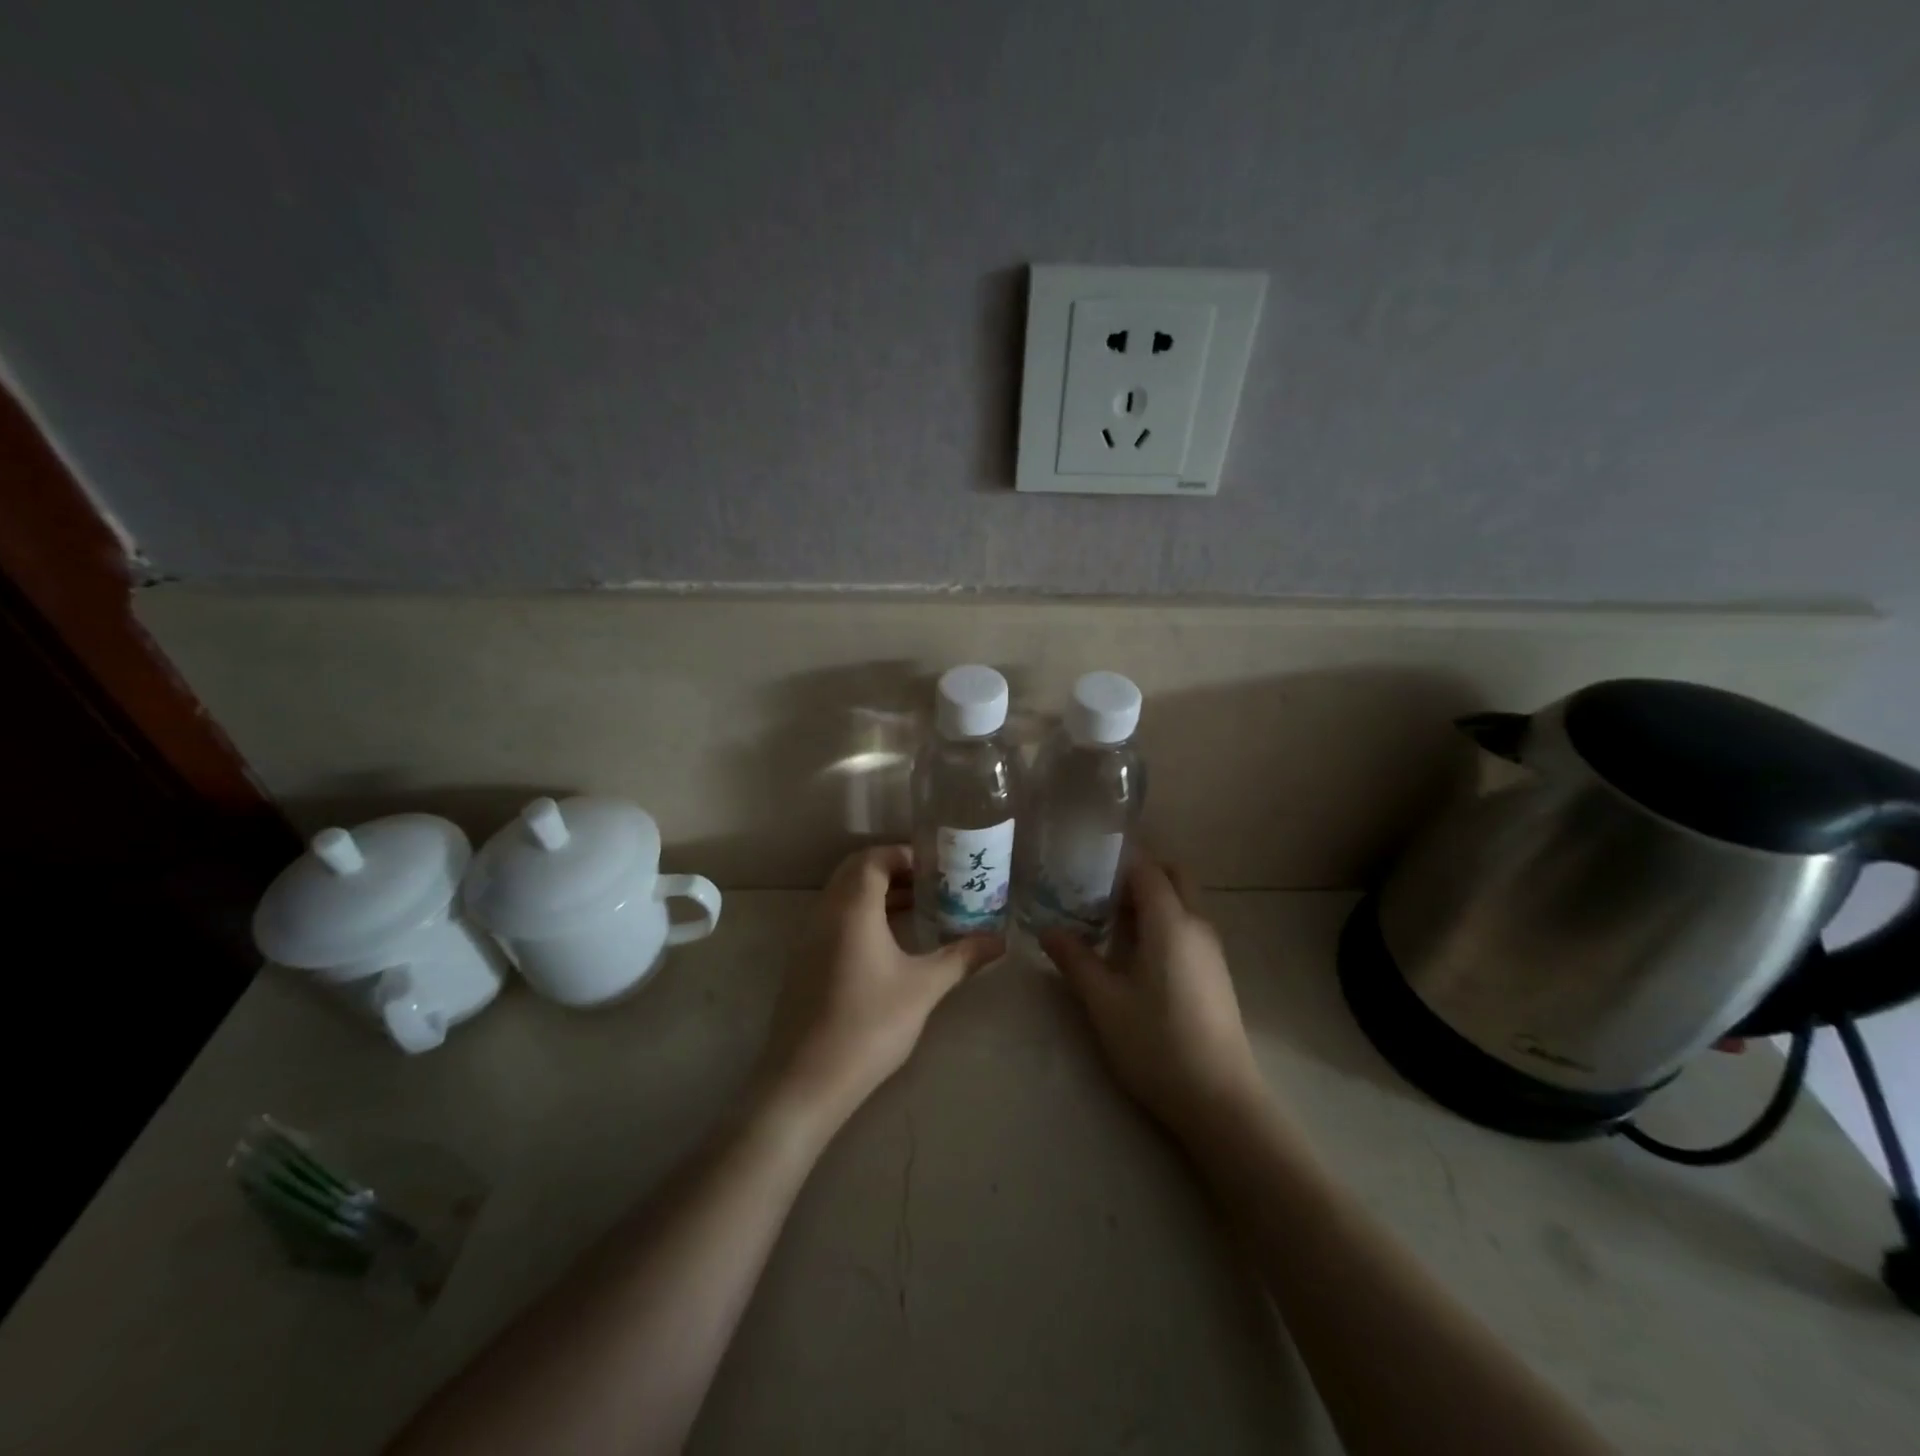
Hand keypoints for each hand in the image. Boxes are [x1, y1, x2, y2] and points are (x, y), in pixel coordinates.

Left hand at [754, 845, 1002, 1138]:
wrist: (806, 1080)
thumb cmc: (869, 1024)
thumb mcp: (923, 988)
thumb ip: (962, 958)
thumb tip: (1000, 941)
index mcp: (852, 908)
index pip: (874, 858)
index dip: (904, 854)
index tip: (937, 867)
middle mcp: (825, 913)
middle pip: (856, 871)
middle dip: (893, 869)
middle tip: (930, 883)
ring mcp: (809, 938)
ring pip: (843, 895)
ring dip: (877, 893)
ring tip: (917, 909)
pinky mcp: (804, 961)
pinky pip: (834, 918)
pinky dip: (861, 915)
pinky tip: (889, 943)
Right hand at [1042, 858, 1265, 1141]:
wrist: (1219, 1100)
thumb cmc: (1156, 1043)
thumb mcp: (1103, 1001)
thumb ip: (1075, 959)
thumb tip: (1046, 930)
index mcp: (1170, 922)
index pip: (1147, 868)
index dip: (1116, 860)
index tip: (1083, 864)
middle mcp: (1197, 925)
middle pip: (1173, 876)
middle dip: (1138, 873)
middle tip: (1097, 890)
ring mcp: (1211, 950)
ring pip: (1182, 902)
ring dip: (1150, 900)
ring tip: (1107, 921)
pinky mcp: (1215, 973)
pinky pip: (1187, 927)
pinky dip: (1162, 923)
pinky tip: (1133, 955)